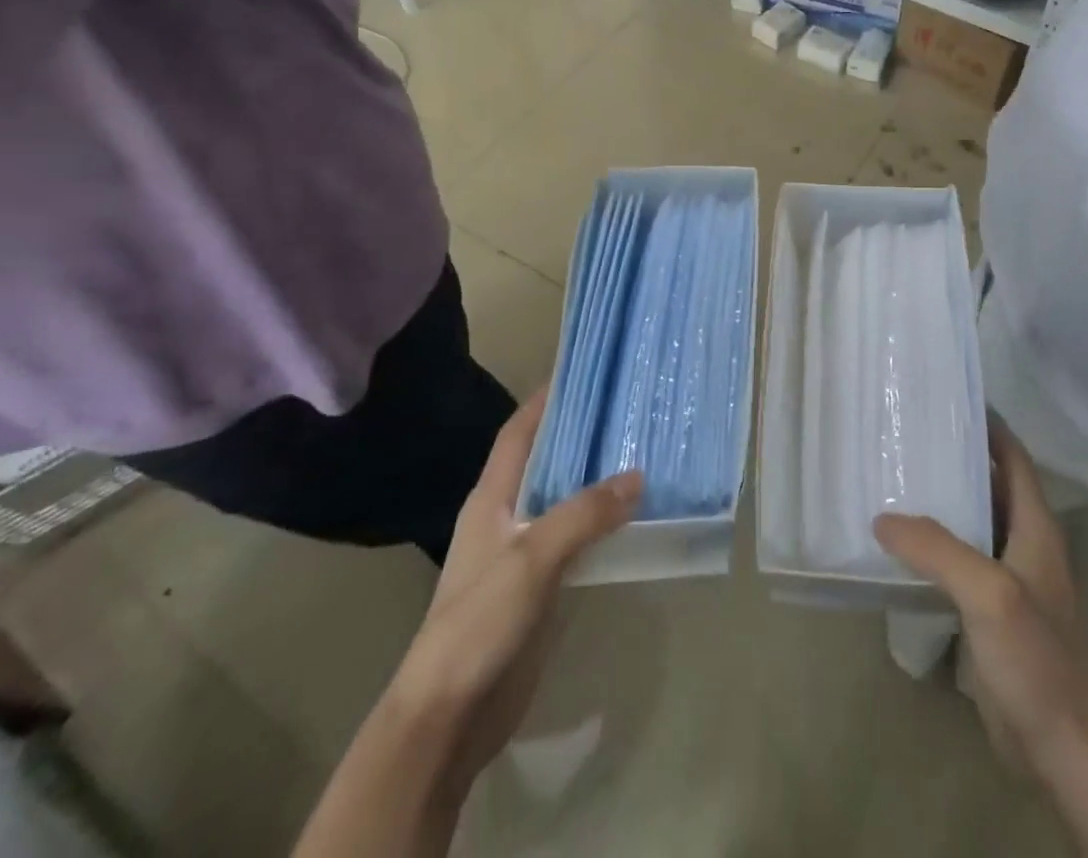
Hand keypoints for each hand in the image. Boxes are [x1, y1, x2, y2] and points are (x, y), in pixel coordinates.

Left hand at [391, 391, 642, 791]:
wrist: (449, 714)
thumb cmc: (480, 621)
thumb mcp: (532, 557)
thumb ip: (583, 514)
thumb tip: (637, 475)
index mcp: (491, 499)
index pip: (518, 433)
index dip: (544, 401)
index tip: (580, 372)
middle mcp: (505, 517)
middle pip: (544, 462)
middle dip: (579, 435)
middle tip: (625, 410)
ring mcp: (520, 554)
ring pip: (563, 500)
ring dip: (593, 479)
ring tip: (638, 452)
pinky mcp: (537, 587)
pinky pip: (574, 539)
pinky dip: (598, 522)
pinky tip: (630, 516)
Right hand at [875, 415, 1087, 777]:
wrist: (1064, 749)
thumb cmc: (1037, 658)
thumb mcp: (987, 592)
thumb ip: (936, 548)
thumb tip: (882, 517)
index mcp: (1035, 527)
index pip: (1013, 458)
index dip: (988, 426)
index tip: (948, 399)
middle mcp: (1024, 544)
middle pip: (989, 485)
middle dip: (954, 457)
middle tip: (905, 435)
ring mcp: (1009, 580)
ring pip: (972, 523)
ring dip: (941, 501)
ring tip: (893, 478)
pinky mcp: (991, 614)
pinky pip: (959, 563)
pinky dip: (934, 545)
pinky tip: (900, 543)